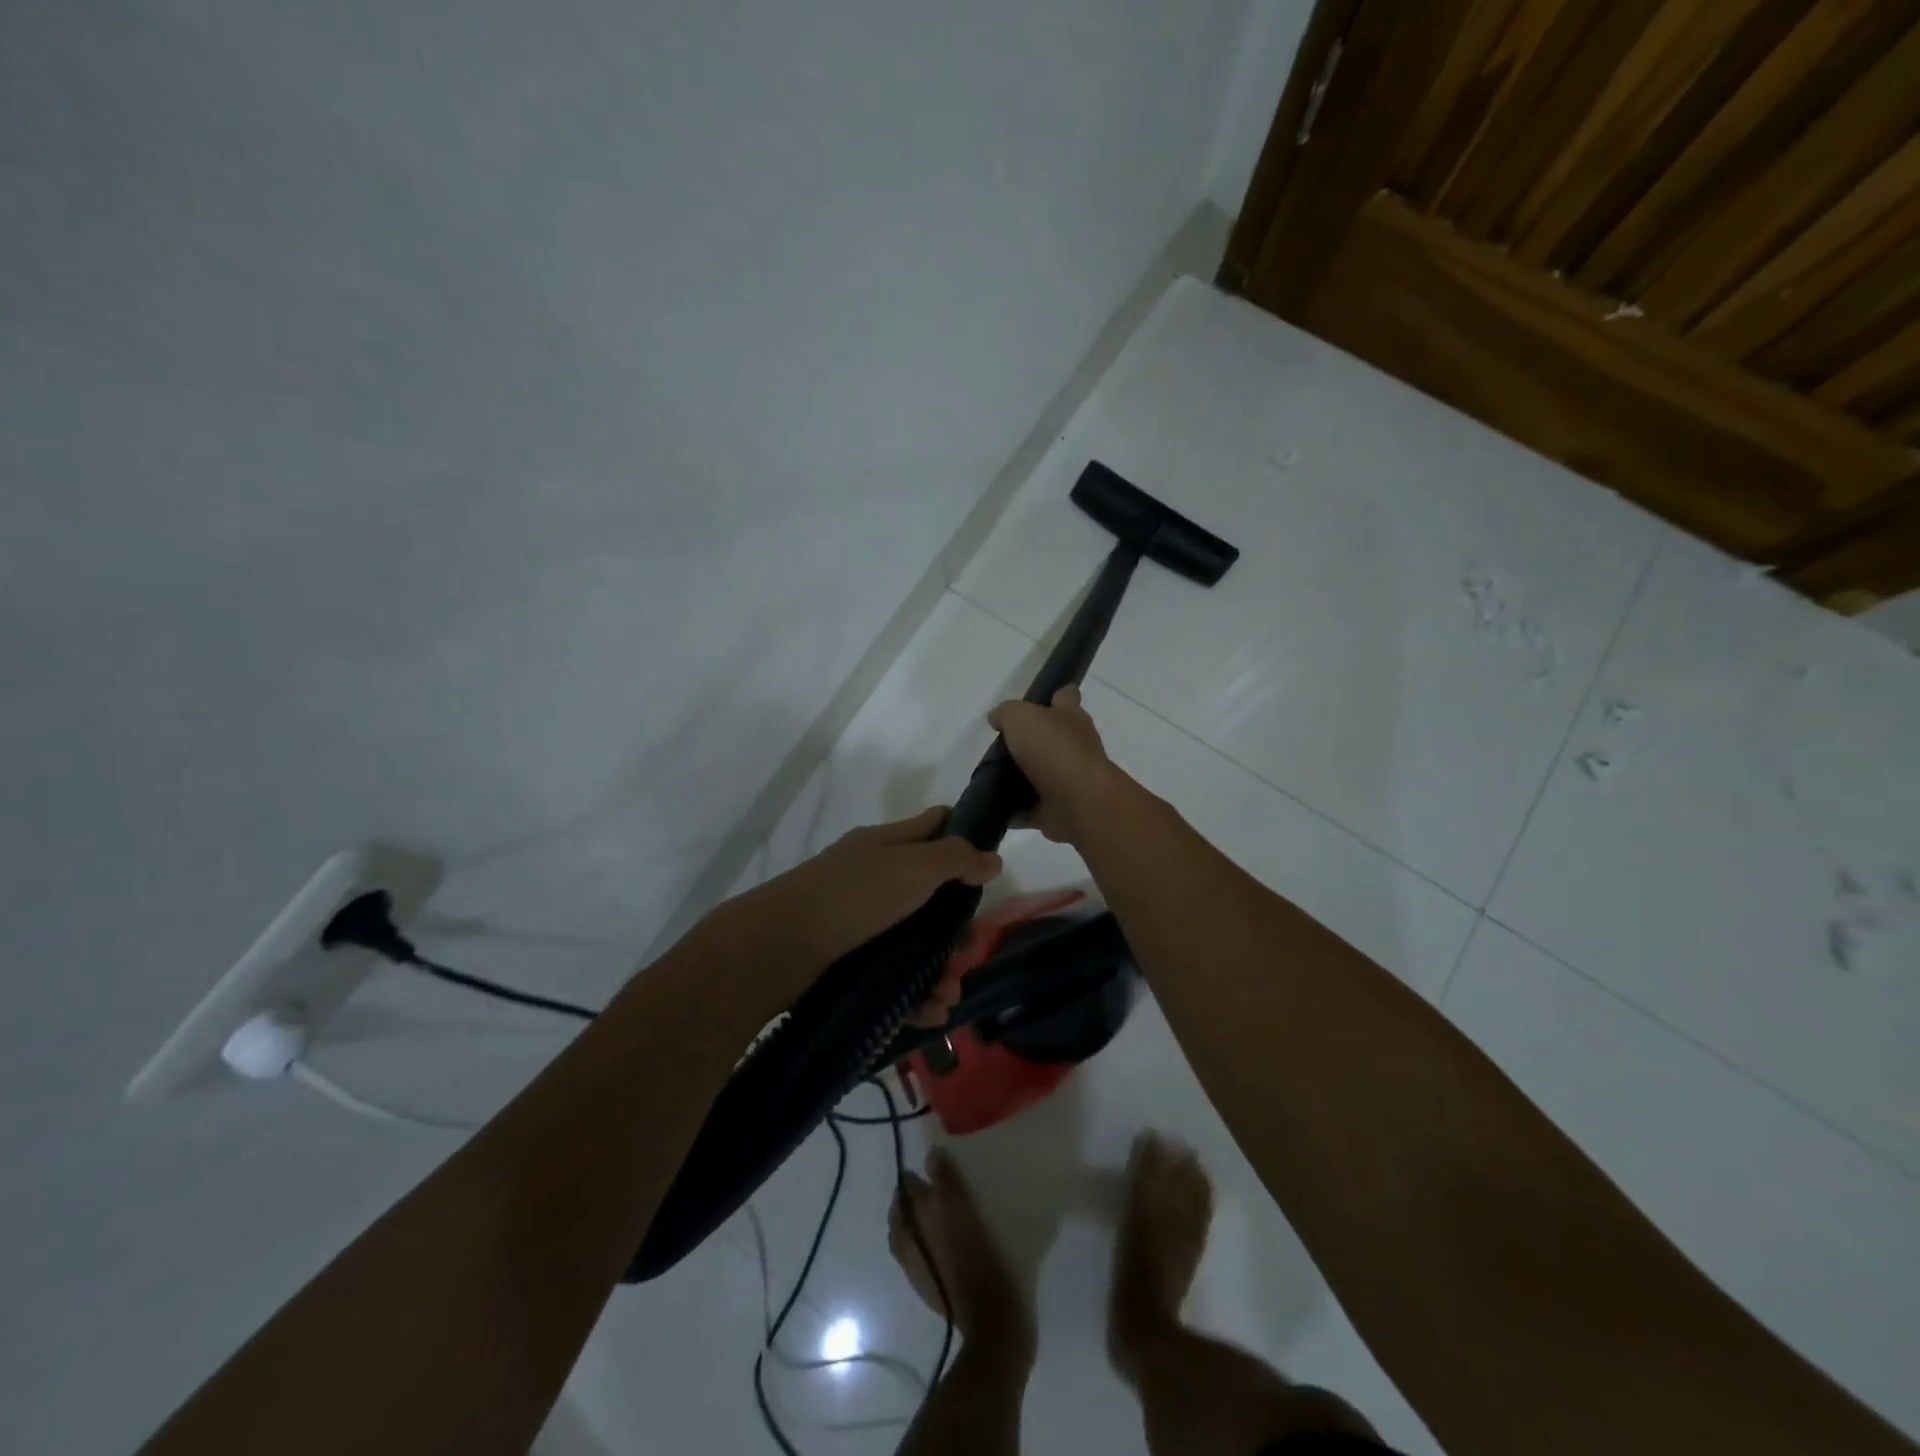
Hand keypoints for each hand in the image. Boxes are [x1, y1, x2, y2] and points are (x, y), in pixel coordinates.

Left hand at [698, 806, 1000, 1026]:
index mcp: (886, 846)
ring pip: (914, 944)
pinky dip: (916, 995)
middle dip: (957, 926)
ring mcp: (860, 925)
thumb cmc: (852, 897)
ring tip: (948, 994)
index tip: (992, 865)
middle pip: (930, 896)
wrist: (776, 949)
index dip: (964, 837)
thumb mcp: (911, 868)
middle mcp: (874, 881)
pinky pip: (894, 979)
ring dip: (940, 970)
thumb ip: (955, 859)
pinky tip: (931, 1012)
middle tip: (971, 949)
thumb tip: (992, 858)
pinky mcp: (849, 965)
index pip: (933, 827)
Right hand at [987, 686, 1125, 845]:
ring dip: (1023, 779)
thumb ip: (1006, 713)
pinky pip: (1033, 809)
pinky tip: (997, 809)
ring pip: (1043, 775)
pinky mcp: (1059, 809)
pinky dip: (1017, 811)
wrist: (1077, 800)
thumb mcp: (1020, 717)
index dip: (1054, 695)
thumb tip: (997, 718)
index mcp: (1070, 717)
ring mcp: (1069, 780)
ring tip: (991, 778)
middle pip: (1053, 738)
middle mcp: (1075, 746)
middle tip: (1002, 746)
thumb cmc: (1053, 749)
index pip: (1066, 696)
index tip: (1036, 703)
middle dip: (1033, 742)